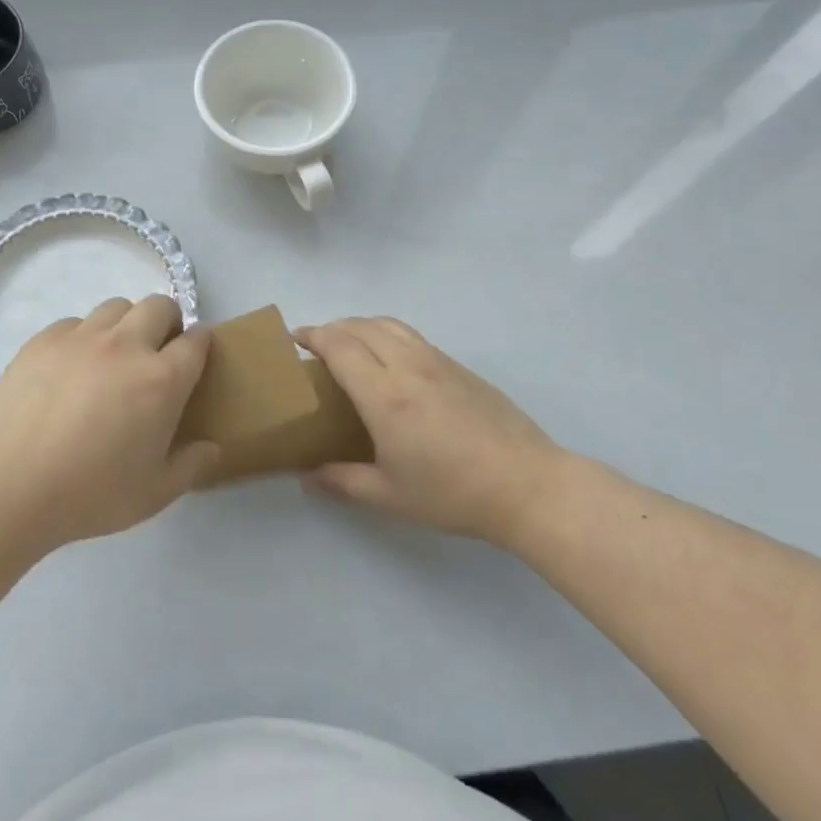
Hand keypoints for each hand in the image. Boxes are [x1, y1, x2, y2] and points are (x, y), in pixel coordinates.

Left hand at [0, 295, 217, 551]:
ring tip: (112, 358)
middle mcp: (127, 345)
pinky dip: (82, 338)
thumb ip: (191, 465)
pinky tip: (70, 370)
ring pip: (116, 307)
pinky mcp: (44, 340)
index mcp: (162, 379)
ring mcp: (82, 337)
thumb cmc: (90, 495)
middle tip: (156, 354)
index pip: (197, 340)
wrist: (9, 487)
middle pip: (159, 305)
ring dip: (125, 325)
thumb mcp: (154, 494)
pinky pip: (74, 323)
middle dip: (167, 322)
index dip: (201, 344)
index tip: (195, 357)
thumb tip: (212, 447)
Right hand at [295, 317, 560, 545]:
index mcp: (384, 394)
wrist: (526, 484)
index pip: (339, 346)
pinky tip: (390, 360)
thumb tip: (306, 478)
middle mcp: (407, 365)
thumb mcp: (390, 496)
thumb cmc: (453, 493)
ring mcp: (436, 360)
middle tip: (316, 344)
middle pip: (361, 326)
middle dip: (332, 327)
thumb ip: (343, 482)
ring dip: (361, 324)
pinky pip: (411, 335)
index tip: (294, 337)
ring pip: (389, 323)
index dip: (313, 335)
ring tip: (349, 343)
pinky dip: (387, 333)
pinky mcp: (458, 366)